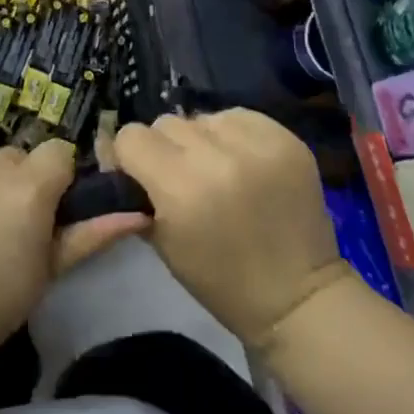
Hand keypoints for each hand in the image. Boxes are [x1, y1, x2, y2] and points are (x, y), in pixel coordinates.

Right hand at [114, 111, 350, 353]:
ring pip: (202, 116)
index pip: (132, 136)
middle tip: (181, 176)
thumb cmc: (220, 281)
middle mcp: (217, 156)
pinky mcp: (285, 138)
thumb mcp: (161, 243)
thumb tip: (115, 156)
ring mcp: (256, 143)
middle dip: (166, 148)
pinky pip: (238, 116)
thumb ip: (134, 193)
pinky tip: (242, 161)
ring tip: (217, 169)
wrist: (298, 297)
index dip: (130, 156)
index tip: (140, 174)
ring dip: (201, 139)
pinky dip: (233, 134)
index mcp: (180, 188)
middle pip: (166, 123)